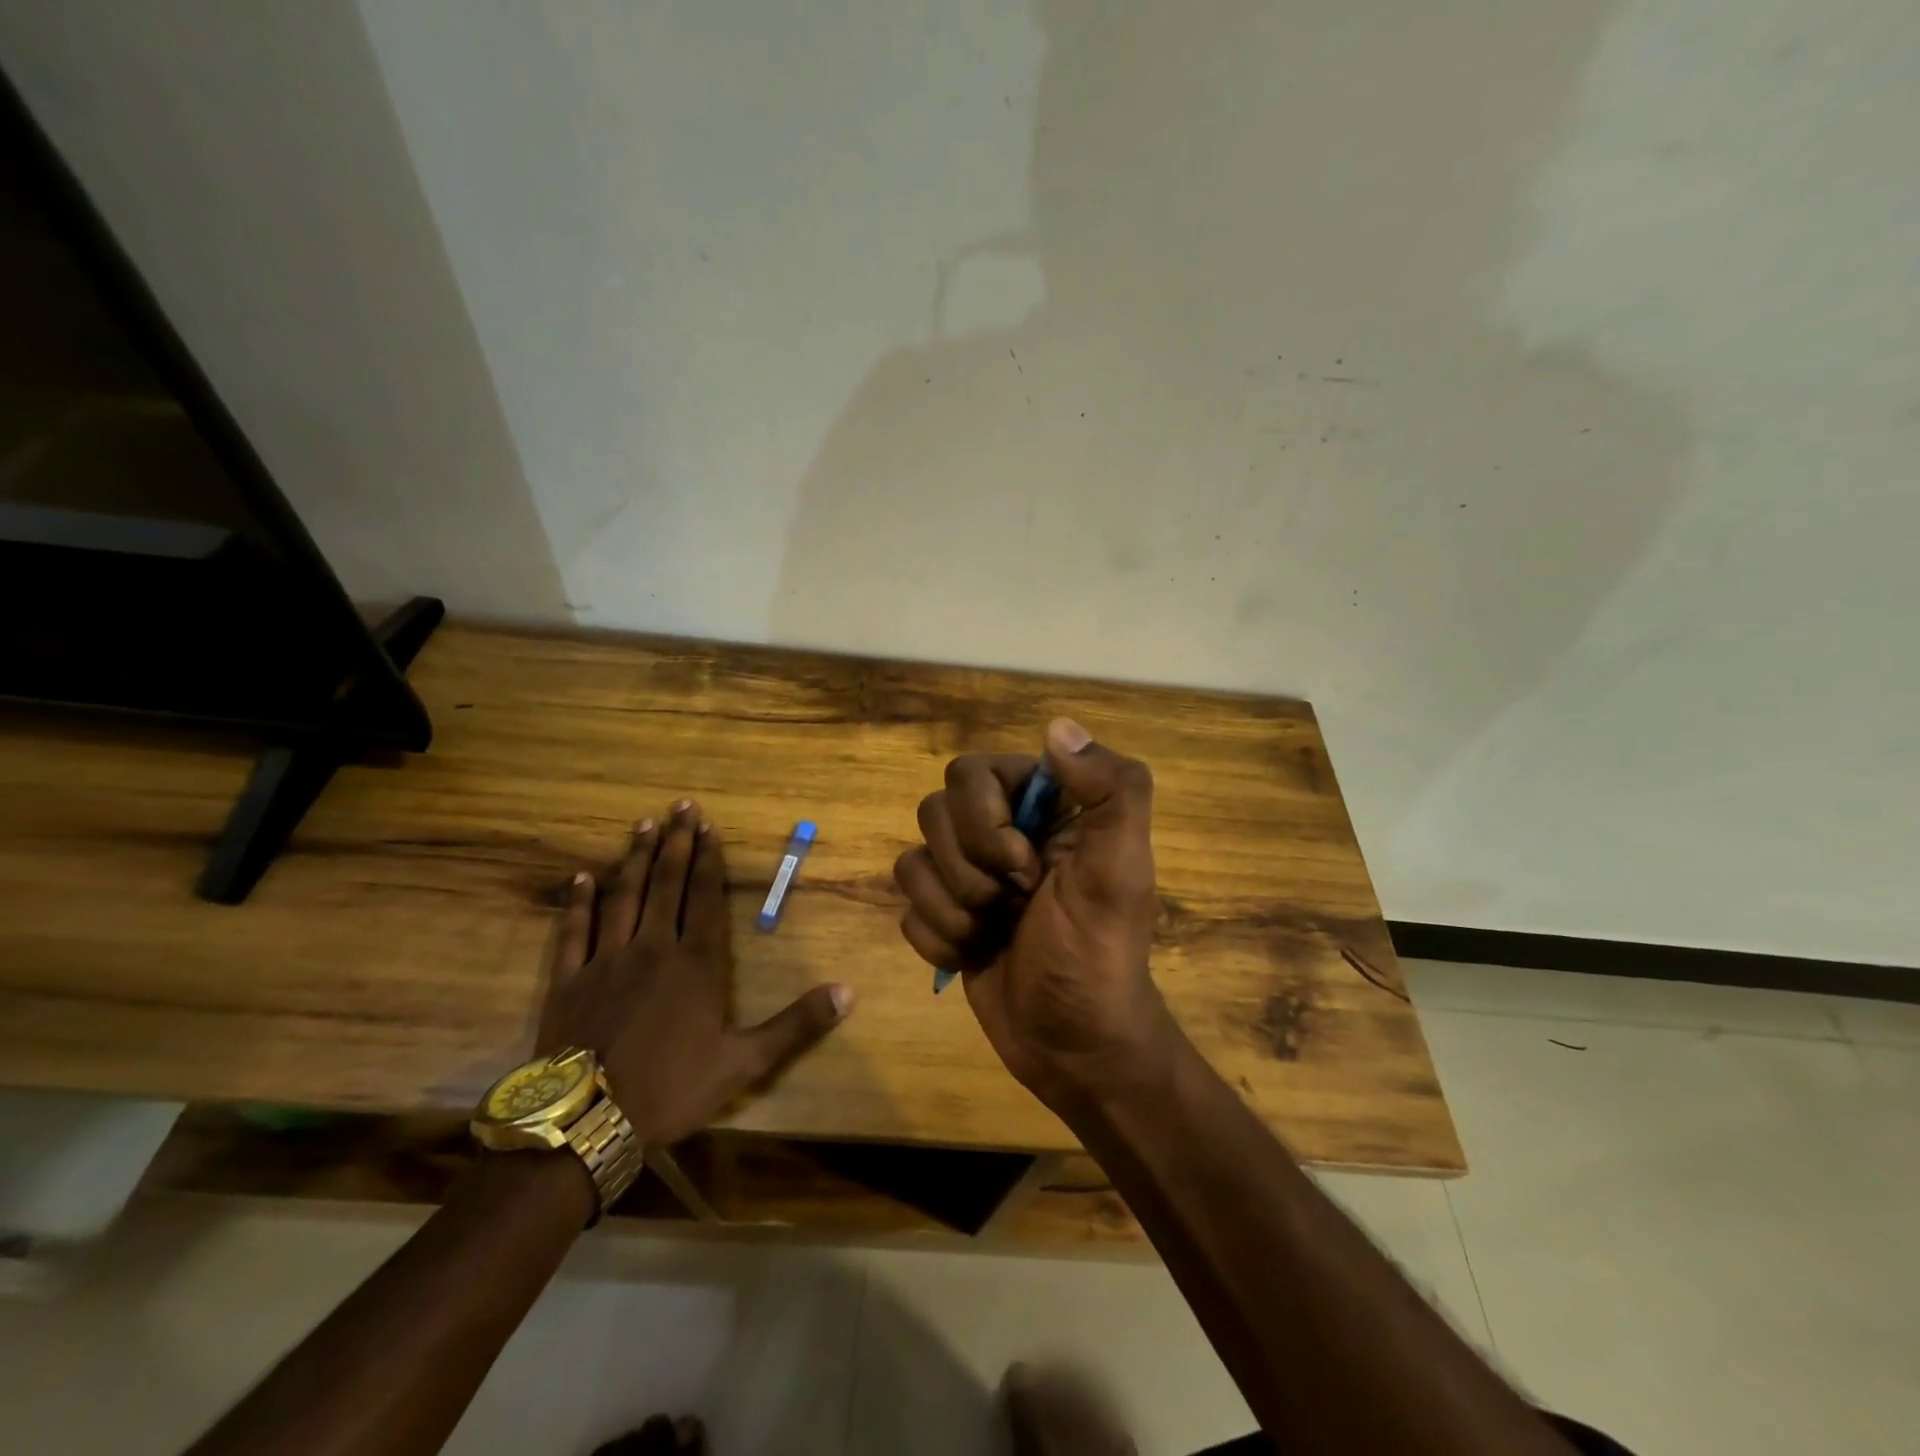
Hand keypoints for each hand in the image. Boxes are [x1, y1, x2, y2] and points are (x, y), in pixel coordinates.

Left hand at [539, 800, 852, 1143]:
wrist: (586, 1125)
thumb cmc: (672, 1089)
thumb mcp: (745, 1063)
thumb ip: (796, 1024)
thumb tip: (847, 992)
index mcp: (696, 963)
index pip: (704, 897)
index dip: (707, 860)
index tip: (708, 827)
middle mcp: (652, 948)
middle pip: (666, 884)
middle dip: (675, 843)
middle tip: (679, 807)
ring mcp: (605, 961)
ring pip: (623, 896)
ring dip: (634, 859)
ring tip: (642, 826)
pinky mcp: (568, 981)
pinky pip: (574, 931)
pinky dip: (578, 902)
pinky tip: (581, 877)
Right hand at [893, 719, 1175, 1105]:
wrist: (1075, 1047)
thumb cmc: (1099, 954)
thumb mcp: (1121, 871)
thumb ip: (1111, 791)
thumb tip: (1058, 727)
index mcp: (1043, 807)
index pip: (972, 772)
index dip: (985, 820)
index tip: (1025, 866)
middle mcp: (1001, 830)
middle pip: (933, 812)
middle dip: (969, 871)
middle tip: (1014, 904)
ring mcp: (969, 875)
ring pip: (912, 860)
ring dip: (953, 909)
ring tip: (995, 933)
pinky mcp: (946, 917)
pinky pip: (907, 907)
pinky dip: (939, 939)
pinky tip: (975, 956)